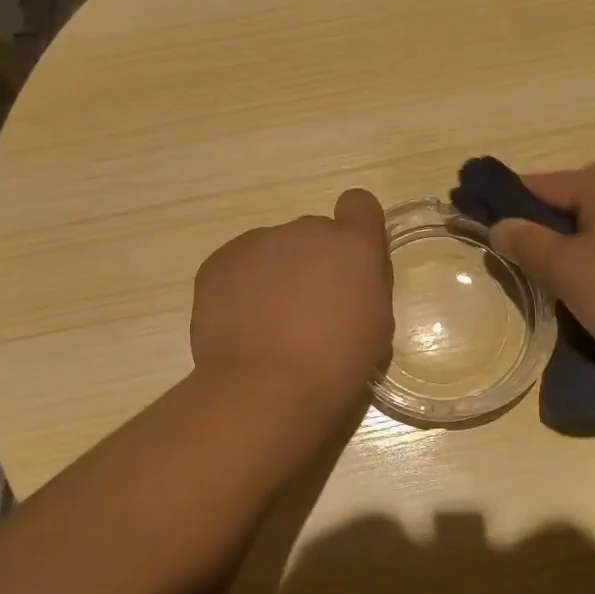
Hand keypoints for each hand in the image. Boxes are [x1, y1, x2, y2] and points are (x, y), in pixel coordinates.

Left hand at [190, 188, 394, 414]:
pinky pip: (238, 266)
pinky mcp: (219, 261)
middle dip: (312, 263)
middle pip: (312, 235)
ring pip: (272, 251)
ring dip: (275, 275)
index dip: (356, 228)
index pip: (359, 204)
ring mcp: (257, 242)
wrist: (265, 389)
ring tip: (268, 324)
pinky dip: (241, 288)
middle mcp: (305, 230)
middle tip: (306, 311)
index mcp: (352, 244)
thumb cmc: (336, 365)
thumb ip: (364, 285)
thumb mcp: (375, 325)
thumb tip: (348, 278)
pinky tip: (242, 326)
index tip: (348, 263)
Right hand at [489, 163, 594, 372]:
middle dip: (542, 224)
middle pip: (571, 199)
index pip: (539, 184)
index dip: (505, 203)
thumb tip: (500, 225)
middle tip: (519, 258)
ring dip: (573, 242)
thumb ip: (527, 242)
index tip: (478, 223)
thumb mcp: (566, 270)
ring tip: (555, 276)